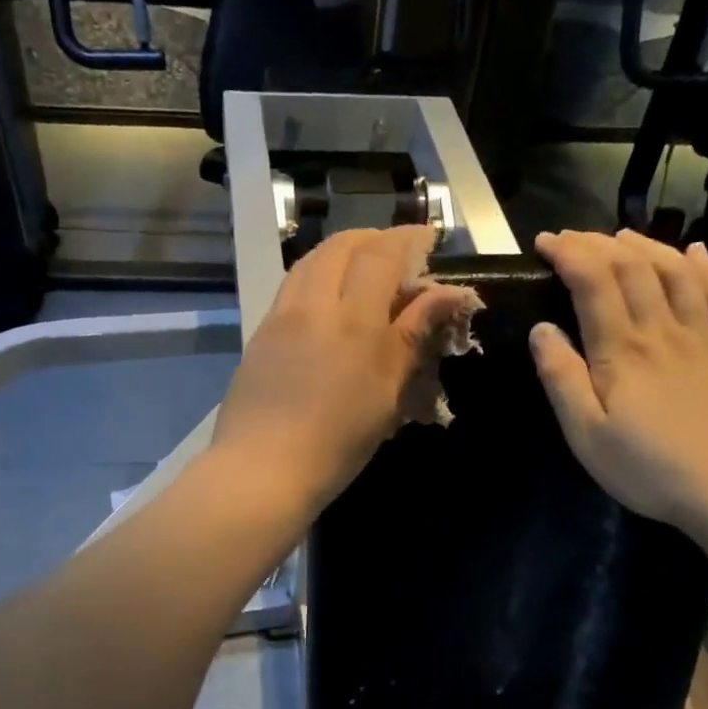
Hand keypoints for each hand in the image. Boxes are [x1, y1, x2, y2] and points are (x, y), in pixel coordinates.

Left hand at [213, 226, 477, 512]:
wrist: (261, 470)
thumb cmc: (336, 443)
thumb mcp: (387, 394)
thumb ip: (413, 337)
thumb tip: (447, 295)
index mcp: (354, 321)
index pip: (382, 255)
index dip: (408, 239)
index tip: (429, 240)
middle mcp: (313, 305)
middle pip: (342, 246)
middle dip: (374, 239)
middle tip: (397, 252)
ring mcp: (280, 317)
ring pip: (311, 261)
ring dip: (341, 252)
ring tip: (362, 268)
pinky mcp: (260, 334)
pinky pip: (291, 287)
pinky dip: (316, 275)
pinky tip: (326, 300)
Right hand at [530, 229, 707, 540]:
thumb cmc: (649, 468)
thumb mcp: (586, 434)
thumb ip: (561, 379)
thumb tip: (541, 329)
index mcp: (622, 350)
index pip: (593, 282)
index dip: (568, 254)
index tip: (544, 243)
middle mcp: (663, 330)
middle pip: (633, 267)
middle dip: (598, 243)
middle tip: (572, 238)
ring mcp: (703, 337)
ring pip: (676, 272)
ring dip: (646, 246)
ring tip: (622, 236)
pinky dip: (707, 268)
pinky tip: (697, 253)